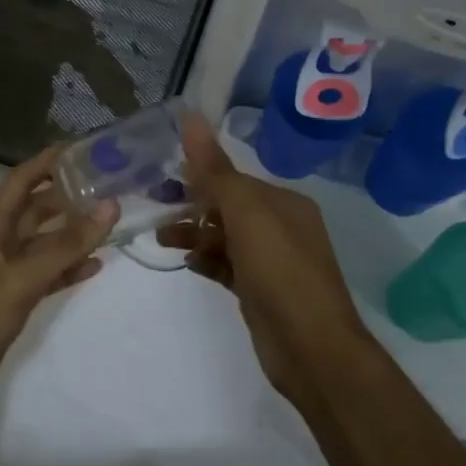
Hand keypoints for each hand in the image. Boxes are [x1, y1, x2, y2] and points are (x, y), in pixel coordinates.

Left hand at [0, 143, 115, 428]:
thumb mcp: (21, 279)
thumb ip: (66, 245)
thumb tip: (109, 206)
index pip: (21, 179)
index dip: (50, 162)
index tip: (85, 148)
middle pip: (35, 208)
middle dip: (69, 197)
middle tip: (111, 186)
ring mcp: (1, 270)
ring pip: (42, 241)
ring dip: (72, 233)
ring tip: (111, 221)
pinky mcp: (9, 297)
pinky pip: (43, 272)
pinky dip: (65, 267)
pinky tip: (95, 264)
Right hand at [159, 113, 373, 401]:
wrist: (311, 348)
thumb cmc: (280, 272)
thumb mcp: (246, 214)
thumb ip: (215, 170)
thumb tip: (190, 116)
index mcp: (284, 204)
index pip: (234, 180)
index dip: (199, 178)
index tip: (161, 180)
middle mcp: (281, 227)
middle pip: (228, 208)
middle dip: (193, 206)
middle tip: (154, 208)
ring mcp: (271, 262)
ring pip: (225, 238)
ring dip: (195, 235)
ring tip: (163, 239)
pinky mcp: (260, 291)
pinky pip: (227, 266)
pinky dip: (207, 261)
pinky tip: (188, 264)